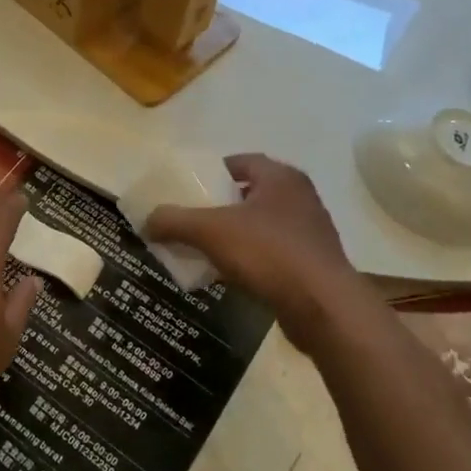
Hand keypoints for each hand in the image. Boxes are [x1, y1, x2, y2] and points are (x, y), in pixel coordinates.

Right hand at [145, 154, 358, 351]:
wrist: (324, 308)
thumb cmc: (269, 253)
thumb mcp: (211, 231)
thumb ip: (175, 221)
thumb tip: (146, 220)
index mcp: (281, 177)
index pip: (241, 162)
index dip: (212, 172)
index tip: (188, 189)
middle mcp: (300, 198)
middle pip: (250, 194)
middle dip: (220, 206)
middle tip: (191, 219)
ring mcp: (310, 232)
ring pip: (262, 226)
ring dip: (235, 235)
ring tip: (205, 249)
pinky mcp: (313, 264)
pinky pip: (273, 253)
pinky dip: (251, 259)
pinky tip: (230, 275)